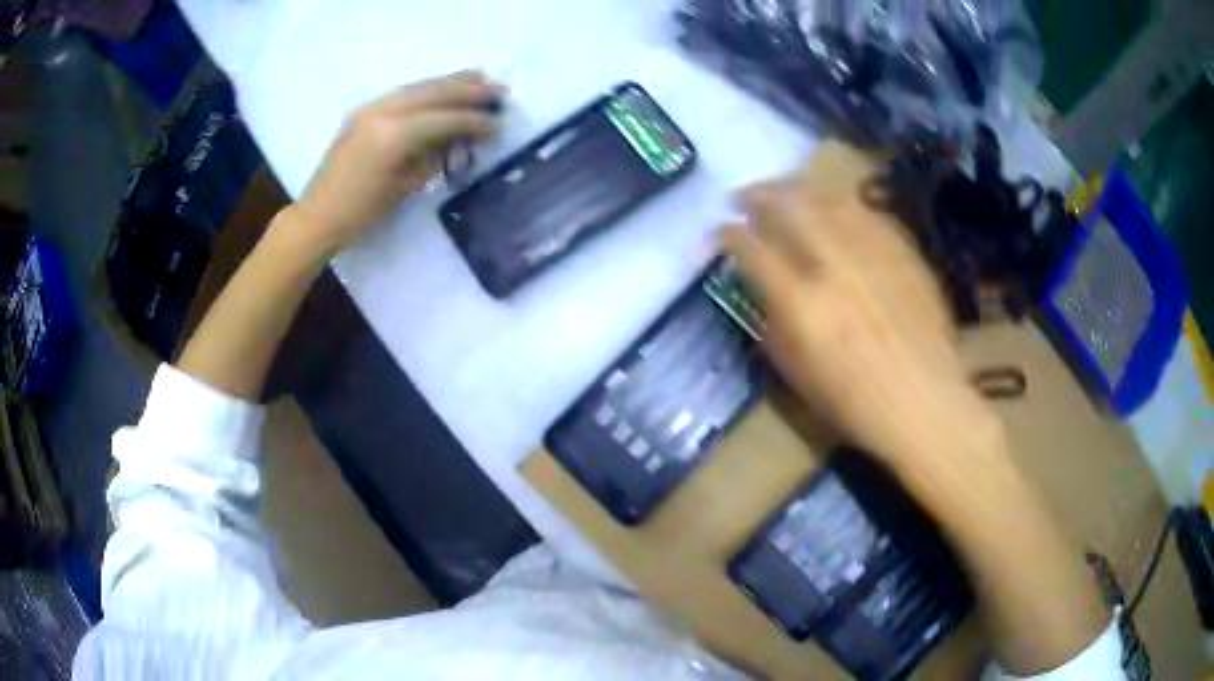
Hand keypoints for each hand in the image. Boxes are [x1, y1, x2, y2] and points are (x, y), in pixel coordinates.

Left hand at [294, 70, 503, 257]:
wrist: (318, 215)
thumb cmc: (362, 213)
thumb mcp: (405, 186)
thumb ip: (434, 155)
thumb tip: (459, 138)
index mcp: (394, 135)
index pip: (444, 118)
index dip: (474, 120)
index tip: (498, 123)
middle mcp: (383, 111)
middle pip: (434, 92)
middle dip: (469, 90)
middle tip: (499, 91)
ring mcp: (370, 108)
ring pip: (419, 86)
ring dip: (450, 82)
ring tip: (478, 78)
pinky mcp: (364, 111)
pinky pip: (403, 92)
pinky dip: (428, 88)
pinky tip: (443, 88)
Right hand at [726, 144, 995, 473]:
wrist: (924, 403)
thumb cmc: (855, 404)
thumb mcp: (797, 374)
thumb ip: (775, 324)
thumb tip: (765, 289)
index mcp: (802, 301)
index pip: (752, 248)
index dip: (728, 235)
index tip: (720, 232)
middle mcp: (835, 264)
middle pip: (788, 204)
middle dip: (758, 193)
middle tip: (745, 197)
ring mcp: (874, 253)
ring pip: (828, 198)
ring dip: (799, 191)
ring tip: (787, 195)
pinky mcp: (904, 252)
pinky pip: (866, 213)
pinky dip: (842, 207)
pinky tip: (836, 212)